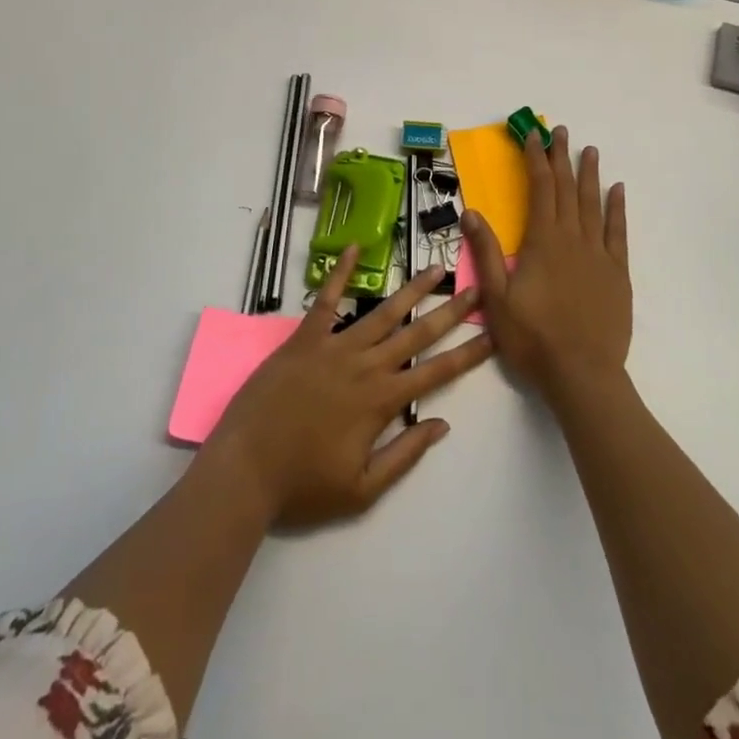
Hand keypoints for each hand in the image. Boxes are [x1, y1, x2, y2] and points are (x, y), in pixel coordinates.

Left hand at [207, 248, 493, 528]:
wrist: (245, 468)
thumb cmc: (303, 485)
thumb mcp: (362, 490)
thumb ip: (404, 455)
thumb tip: (441, 424)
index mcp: (381, 401)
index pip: (436, 372)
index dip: (468, 354)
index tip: (492, 334)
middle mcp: (364, 365)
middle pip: (416, 332)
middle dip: (450, 312)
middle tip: (475, 289)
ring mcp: (334, 346)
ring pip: (381, 312)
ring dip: (411, 289)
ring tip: (434, 268)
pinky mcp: (304, 338)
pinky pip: (326, 299)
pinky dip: (339, 272)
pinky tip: (353, 248)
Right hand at [461, 126, 629, 408]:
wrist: (582, 374)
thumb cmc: (533, 338)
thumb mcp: (497, 297)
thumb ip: (486, 252)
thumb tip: (471, 212)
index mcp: (543, 241)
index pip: (540, 189)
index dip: (535, 160)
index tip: (533, 137)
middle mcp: (573, 238)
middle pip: (567, 189)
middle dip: (561, 158)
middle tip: (560, 132)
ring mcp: (599, 254)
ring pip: (593, 204)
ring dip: (590, 175)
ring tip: (589, 150)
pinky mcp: (617, 273)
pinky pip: (618, 232)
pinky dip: (617, 208)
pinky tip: (617, 191)